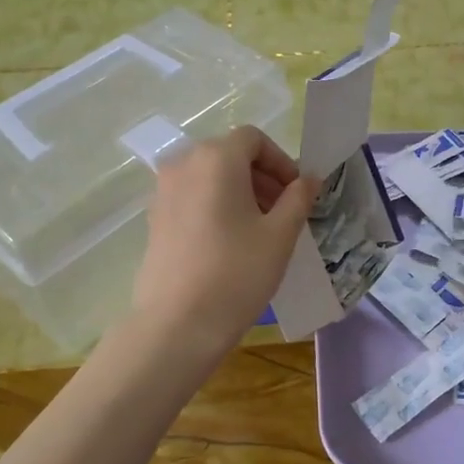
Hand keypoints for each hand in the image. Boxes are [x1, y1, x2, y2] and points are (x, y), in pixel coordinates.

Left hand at [130, 127, 317, 351]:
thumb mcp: (280, 235)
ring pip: (210, 177)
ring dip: (240, 191)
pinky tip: (231, 242)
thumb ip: (298, 198)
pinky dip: (216, 205)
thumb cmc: (236, 273)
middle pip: (230, 155)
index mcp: (216, 158)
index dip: (280, 161)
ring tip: (261, 229)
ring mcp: (163, 191)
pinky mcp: (154, 218)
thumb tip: (309, 179)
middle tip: (285, 212)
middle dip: (262, 177)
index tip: (297, 193)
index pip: (253, 139)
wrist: (177, 324)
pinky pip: (192, 197)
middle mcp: (183, 164)